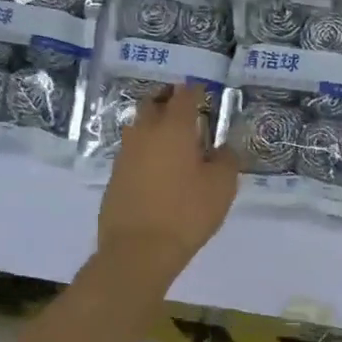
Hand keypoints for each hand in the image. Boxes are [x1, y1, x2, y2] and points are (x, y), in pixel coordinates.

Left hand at [96, 87, 237, 284]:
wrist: (138, 250)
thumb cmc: (187, 213)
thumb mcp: (222, 187)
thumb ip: (226, 160)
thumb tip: (222, 149)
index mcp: (173, 128)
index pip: (185, 95)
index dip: (196, 91)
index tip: (205, 94)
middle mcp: (145, 133)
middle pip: (154, 103)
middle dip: (169, 101)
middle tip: (186, 112)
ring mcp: (125, 154)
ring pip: (139, 127)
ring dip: (155, 127)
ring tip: (174, 143)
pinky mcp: (115, 177)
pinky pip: (133, 153)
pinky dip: (146, 152)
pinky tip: (159, 170)